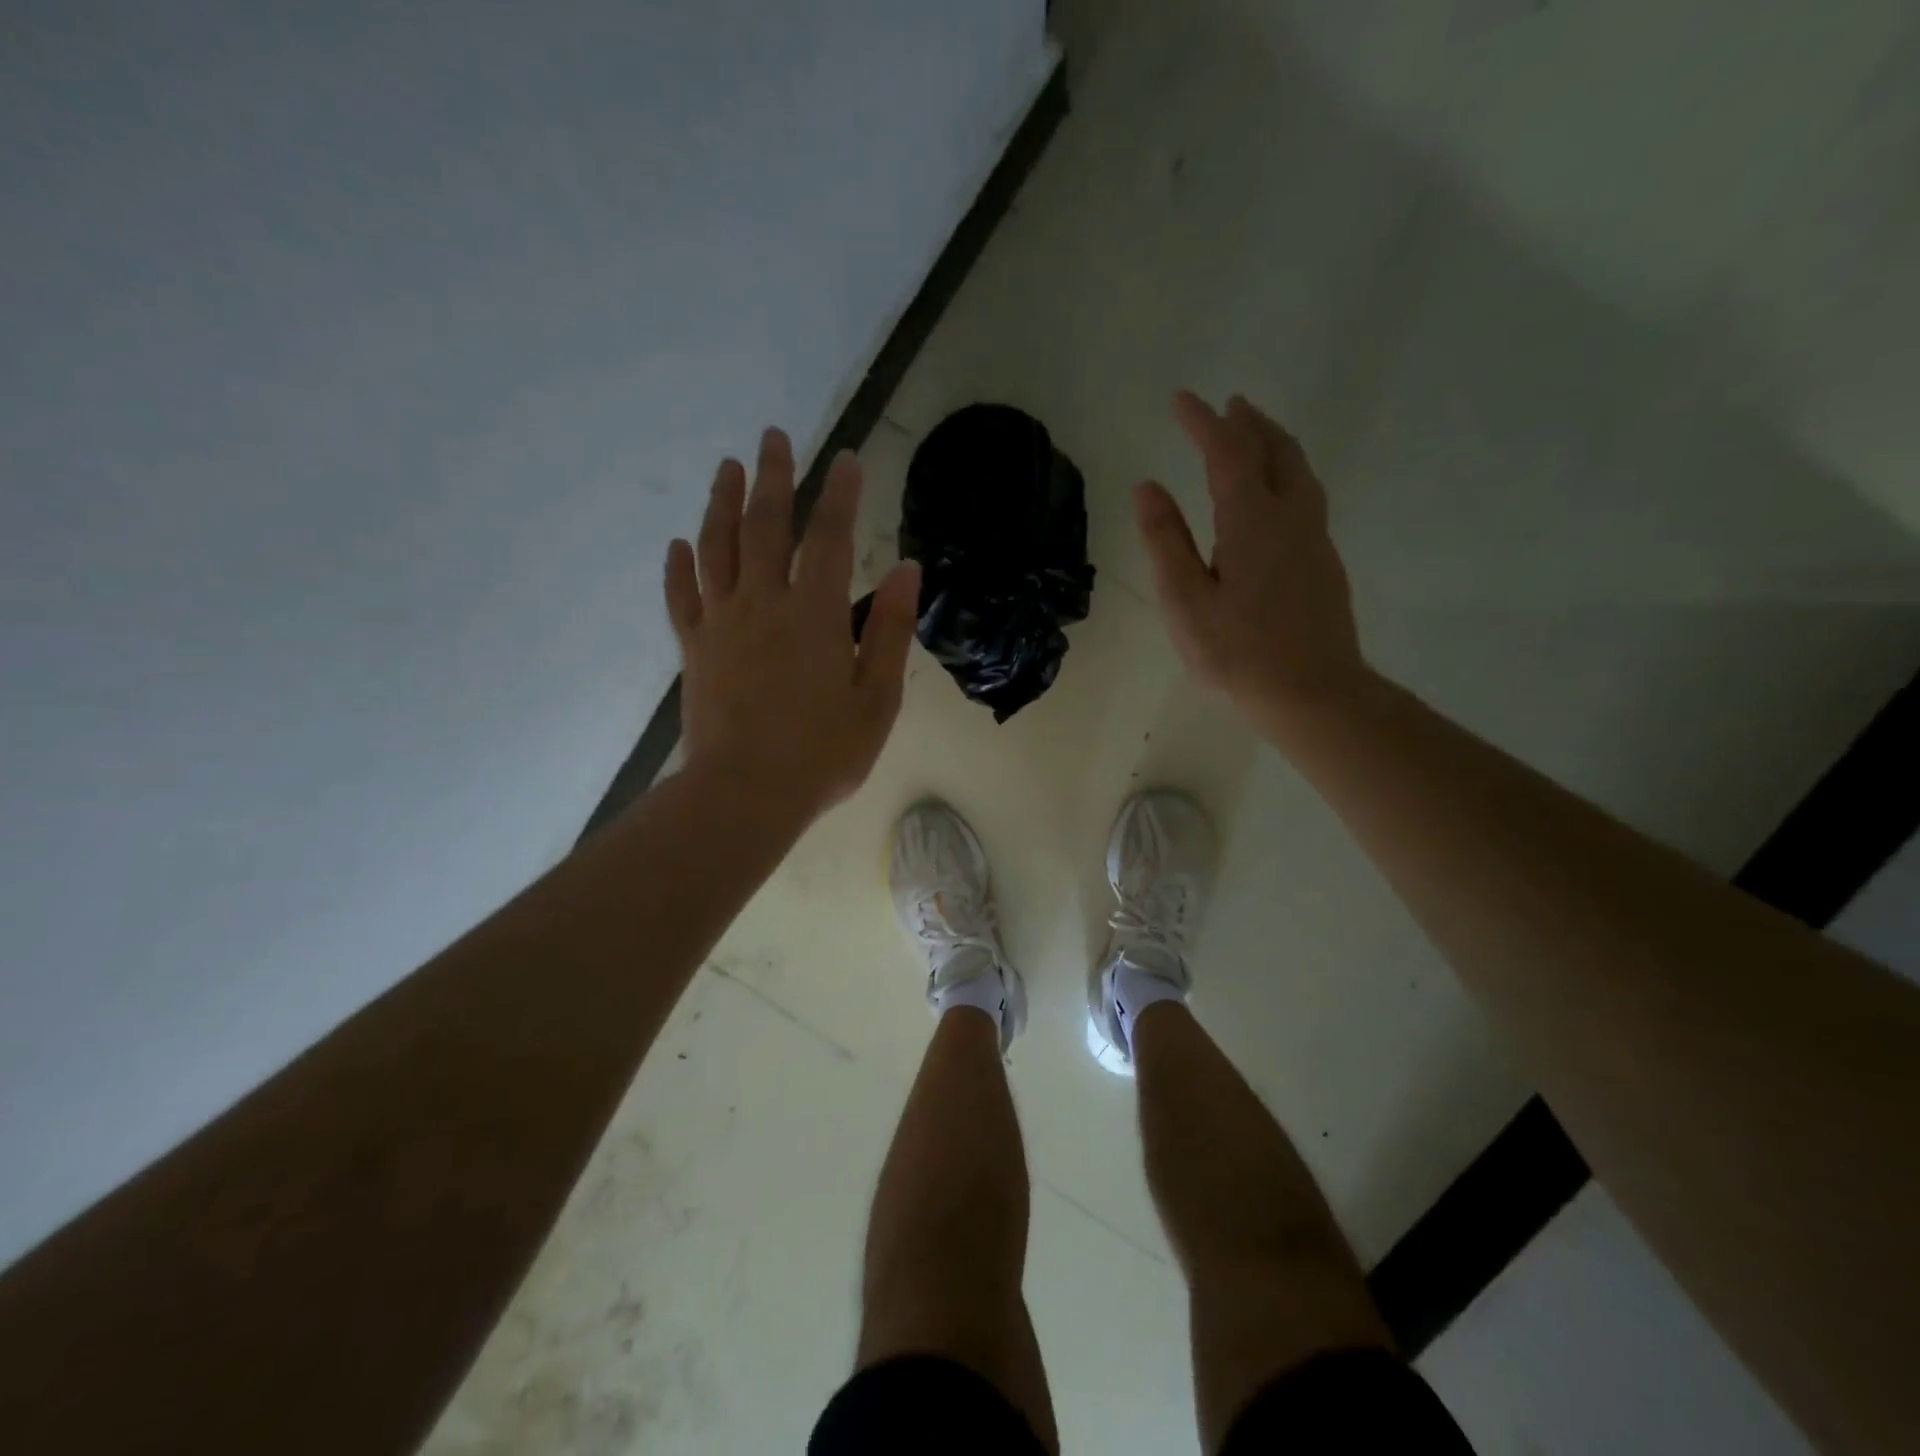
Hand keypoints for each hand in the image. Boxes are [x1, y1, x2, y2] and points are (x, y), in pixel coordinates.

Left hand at [665, 429, 920, 823]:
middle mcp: (763, 602)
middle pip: (766, 525)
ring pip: (717, 547)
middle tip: (774, 436)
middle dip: (774, 477)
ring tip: (728, 468)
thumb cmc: (823, 752)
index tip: (846, 459)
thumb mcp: (877, 698)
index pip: (830, 536)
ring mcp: (721, 622)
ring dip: (723, 503)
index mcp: (814, 613)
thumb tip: (907, 569)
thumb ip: (890, 629)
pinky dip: (680, 566)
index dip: (839, 494)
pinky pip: (682, 595)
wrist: (745, 794)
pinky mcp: (694, 648)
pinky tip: (680, 543)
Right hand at [1136, 391, 1367, 734]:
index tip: (1182, 399)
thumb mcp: (1185, 600)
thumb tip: (1148, 487)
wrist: (1313, 693)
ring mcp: (1314, 539)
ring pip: (1299, 471)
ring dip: (1275, 443)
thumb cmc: (1238, 653)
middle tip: (1229, 405)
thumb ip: (1166, 540)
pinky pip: (1307, 496)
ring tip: (1256, 433)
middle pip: (1275, 451)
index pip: (1226, 453)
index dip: (1202, 423)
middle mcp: (1291, 517)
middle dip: (1248, 424)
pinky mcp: (1324, 563)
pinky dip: (1288, 473)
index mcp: (1252, 520)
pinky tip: (1277, 493)